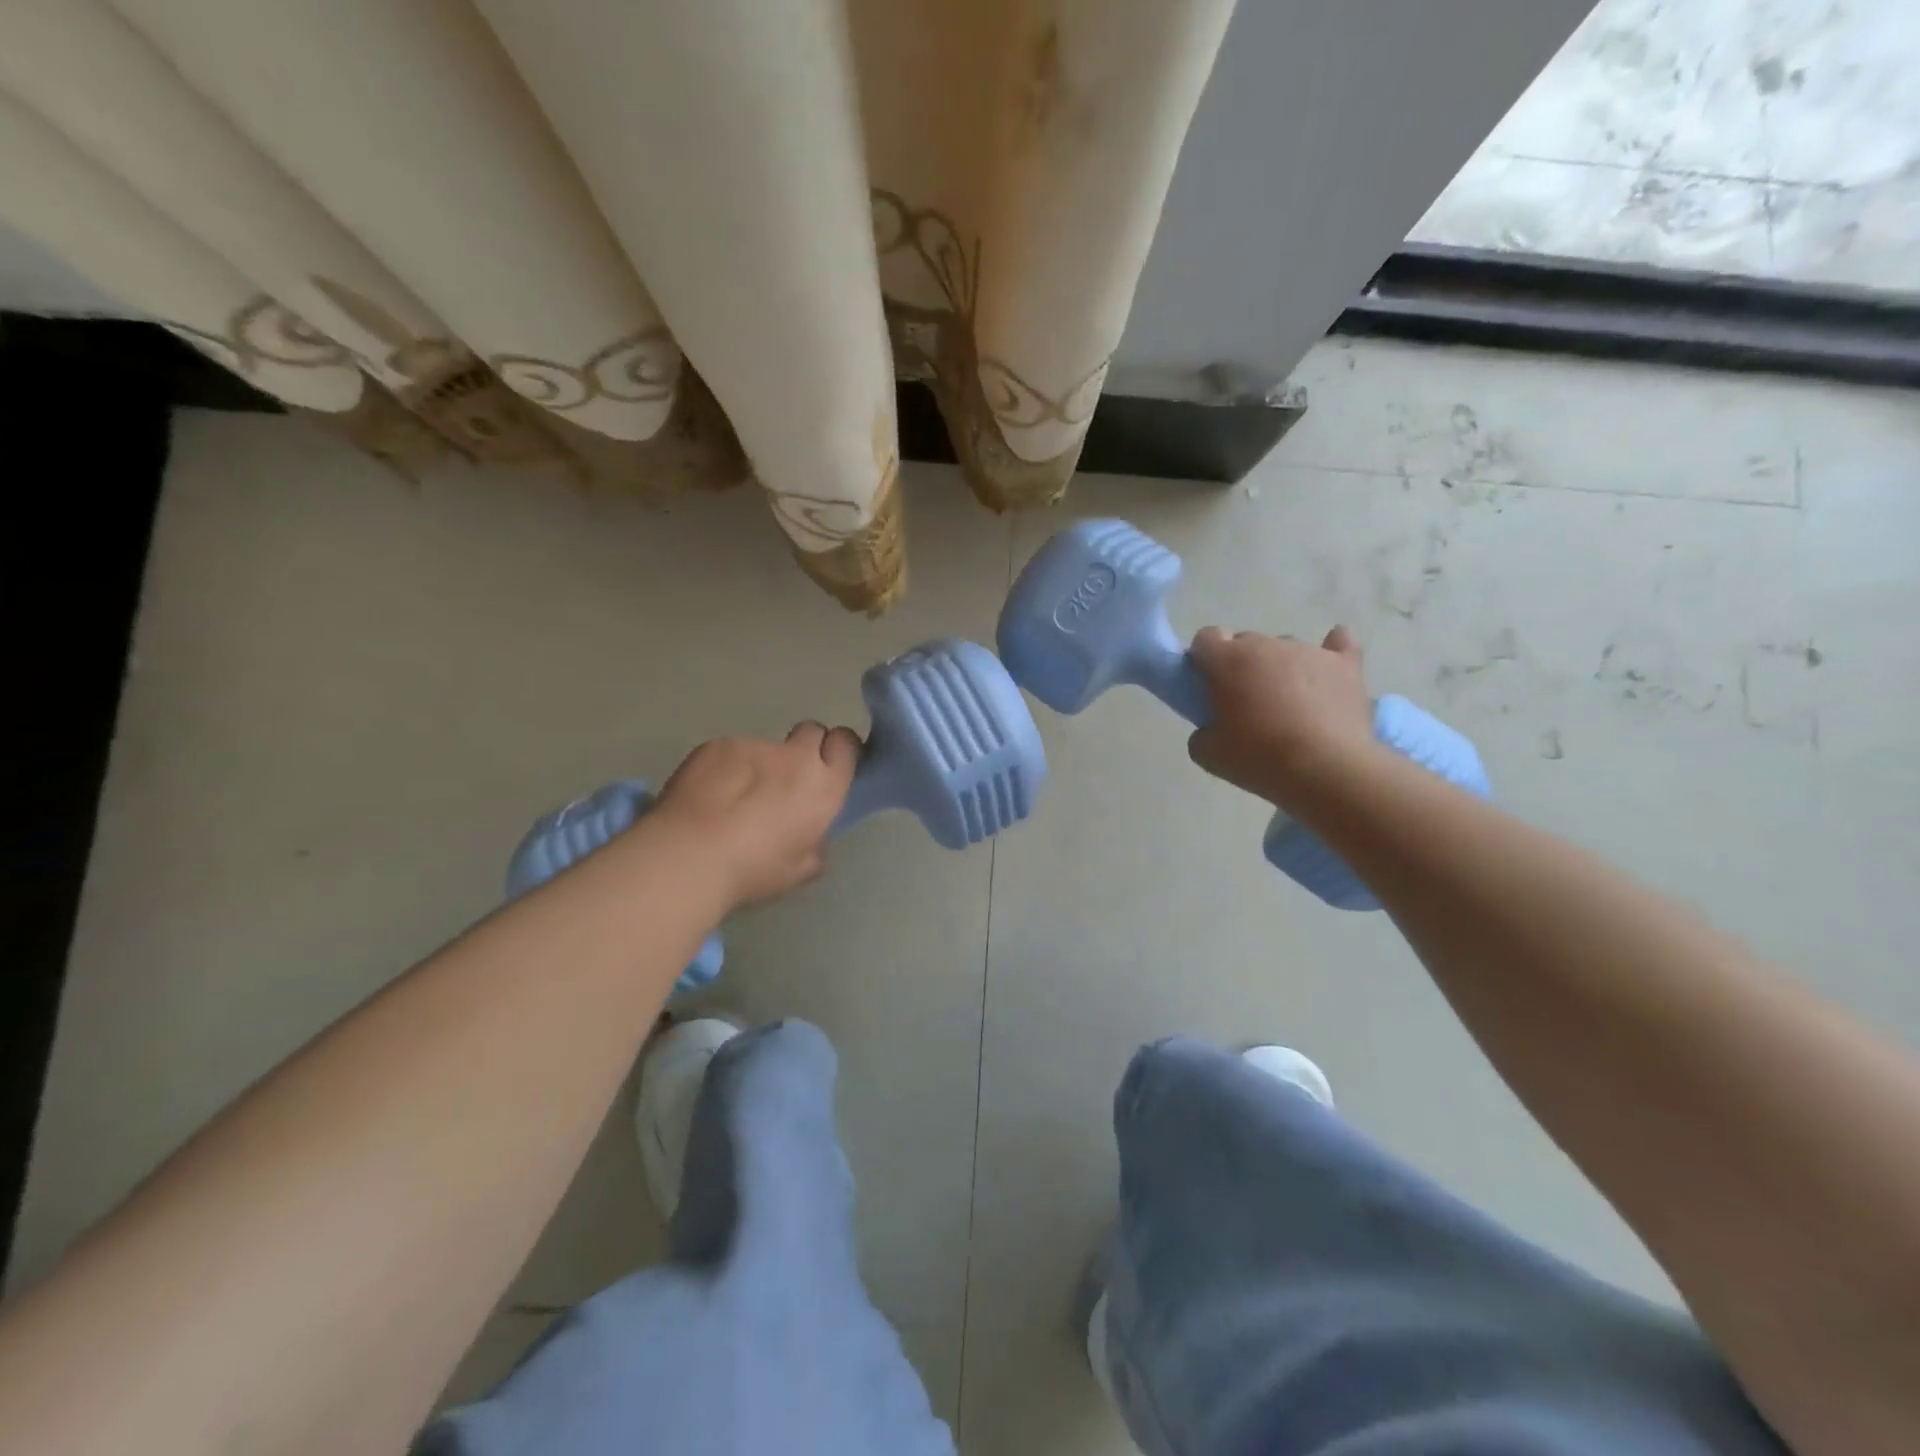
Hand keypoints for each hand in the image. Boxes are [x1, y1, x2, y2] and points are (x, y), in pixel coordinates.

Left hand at [652, 723, 860, 909]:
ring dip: (758, 766)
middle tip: (786, 781)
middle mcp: (795, 756)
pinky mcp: (717, 745)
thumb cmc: (754, 869)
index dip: (839, 751)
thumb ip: (814, 846)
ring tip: (731, 800)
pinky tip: (706, 797)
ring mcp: (754, 745)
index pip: (847, 743)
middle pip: (812, 731)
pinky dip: (724, 769)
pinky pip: (730, 752)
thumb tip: (811, 839)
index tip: (829, 768)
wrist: (690, 855)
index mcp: (824, 786)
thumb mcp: (799, 870)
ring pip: (765, 748)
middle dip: (805, 749)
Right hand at [1186, 626, 1376, 806]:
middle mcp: (1266, 645)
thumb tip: (1213, 727)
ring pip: (1285, 648)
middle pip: (1245, 642)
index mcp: (1227, 660)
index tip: (1208, 686)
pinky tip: (1330, 665)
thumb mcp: (1208, 754)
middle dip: (1242, 665)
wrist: (1326, 769)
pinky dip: (1332, 652)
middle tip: (1246, 703)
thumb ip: (1202, 731)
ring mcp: (1308, 651)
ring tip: (1290, 703)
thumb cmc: (1259, 758)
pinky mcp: (1344, 665)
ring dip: (1280, 667)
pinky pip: (1340, 644)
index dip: (1204, 659)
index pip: (1206, 638)